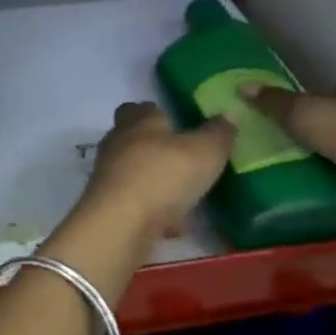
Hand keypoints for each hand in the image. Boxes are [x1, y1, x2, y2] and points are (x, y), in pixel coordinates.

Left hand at [80, 102, 234, 240]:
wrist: (121, 223)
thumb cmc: (164, 175)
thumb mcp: (205, 152)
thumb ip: (218, 134)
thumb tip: (229, 114)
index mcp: (139, 121)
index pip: (141, 107)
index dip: (158, 114)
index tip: (177, 124)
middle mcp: (118, 142)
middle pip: (132, 138)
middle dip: (154, 147)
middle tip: (182, 160)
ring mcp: (108, 175)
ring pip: (132, 172)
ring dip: (153, 182)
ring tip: (182, 197)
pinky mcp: (106, 205)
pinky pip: (133, 202)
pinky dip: (150, 211)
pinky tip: (170, 226)